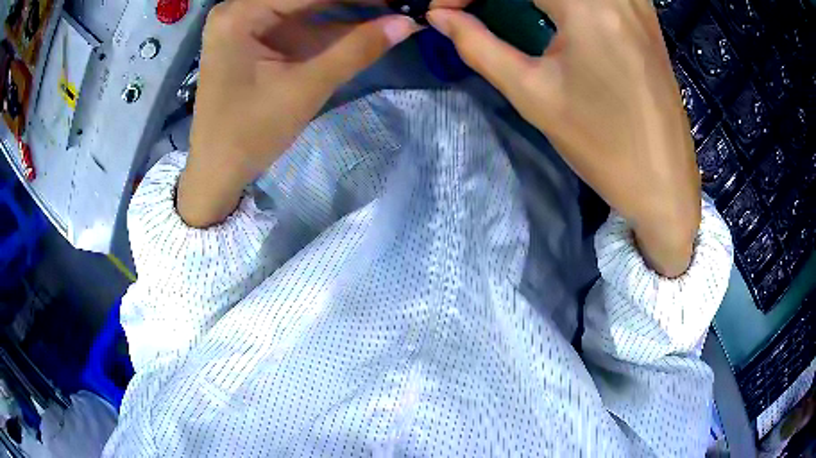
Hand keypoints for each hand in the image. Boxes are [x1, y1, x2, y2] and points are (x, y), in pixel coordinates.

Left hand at [178, 0, 418, 227]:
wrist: (217, 171)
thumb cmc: (250, 133)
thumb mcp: (305, 88)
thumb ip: (357, 49)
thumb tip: (407, 23)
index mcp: (241, 14)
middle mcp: (241, 8)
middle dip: (355, 2)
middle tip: (397, 6)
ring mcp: (247, 23)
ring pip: (307, 7)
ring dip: (348, 12)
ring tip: (390, 13)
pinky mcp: (255, 39)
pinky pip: (299, 25)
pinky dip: (331, 28)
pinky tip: (366, 25)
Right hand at [428, 0, 700, 276]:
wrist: (664, 181)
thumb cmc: (602, 145)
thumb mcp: (533, 94)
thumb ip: (478, 45)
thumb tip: (440, 17)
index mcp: (589, 7)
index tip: (445, 9)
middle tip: (471, 7)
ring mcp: (636, 0)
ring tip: (506, 9)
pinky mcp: (644, 13)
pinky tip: (552, 10)